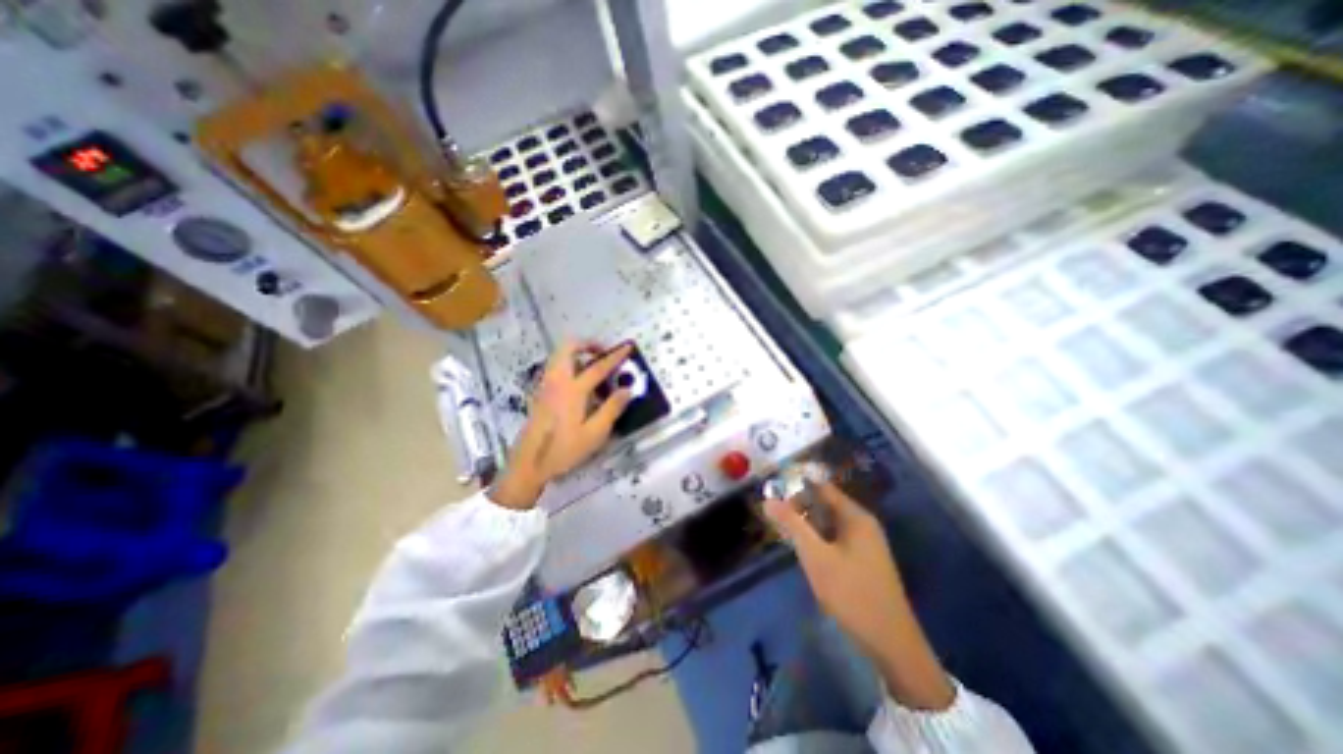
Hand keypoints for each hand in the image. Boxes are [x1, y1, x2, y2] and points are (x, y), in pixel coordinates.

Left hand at [491, 343, 635, 510]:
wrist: (528, 463)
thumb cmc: (563, 450)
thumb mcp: (594, 434)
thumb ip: (612, 409)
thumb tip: (627, 389)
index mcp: (573, 390)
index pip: (598, 367)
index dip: (615, 356)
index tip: (627, 347)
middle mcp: (557, 381)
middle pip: (568, 348)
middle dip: (587, 344)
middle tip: (602, 352)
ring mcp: (545, 386)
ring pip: (559, 356)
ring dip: (576, 353)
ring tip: (593, 365)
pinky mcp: (540, 393)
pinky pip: (554, 368)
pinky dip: (568, 364)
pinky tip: (578, 383)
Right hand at [766, 479, 953, 708]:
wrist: (891, 644)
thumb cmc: (851, 593)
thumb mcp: (816, 556)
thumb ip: (792, 525)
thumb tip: (768, 500)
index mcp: (855, 516)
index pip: (823, 487)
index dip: (798, 485)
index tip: (773, 490)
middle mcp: (863, 524)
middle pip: (826, 504)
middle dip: (800, 506)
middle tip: (774, 515)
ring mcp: (865, 543)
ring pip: (829, 523)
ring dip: (807, 524)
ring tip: (783, 530)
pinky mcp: (863, 560)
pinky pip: (835, 538)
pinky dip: (818, 538)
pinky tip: (804, 549)